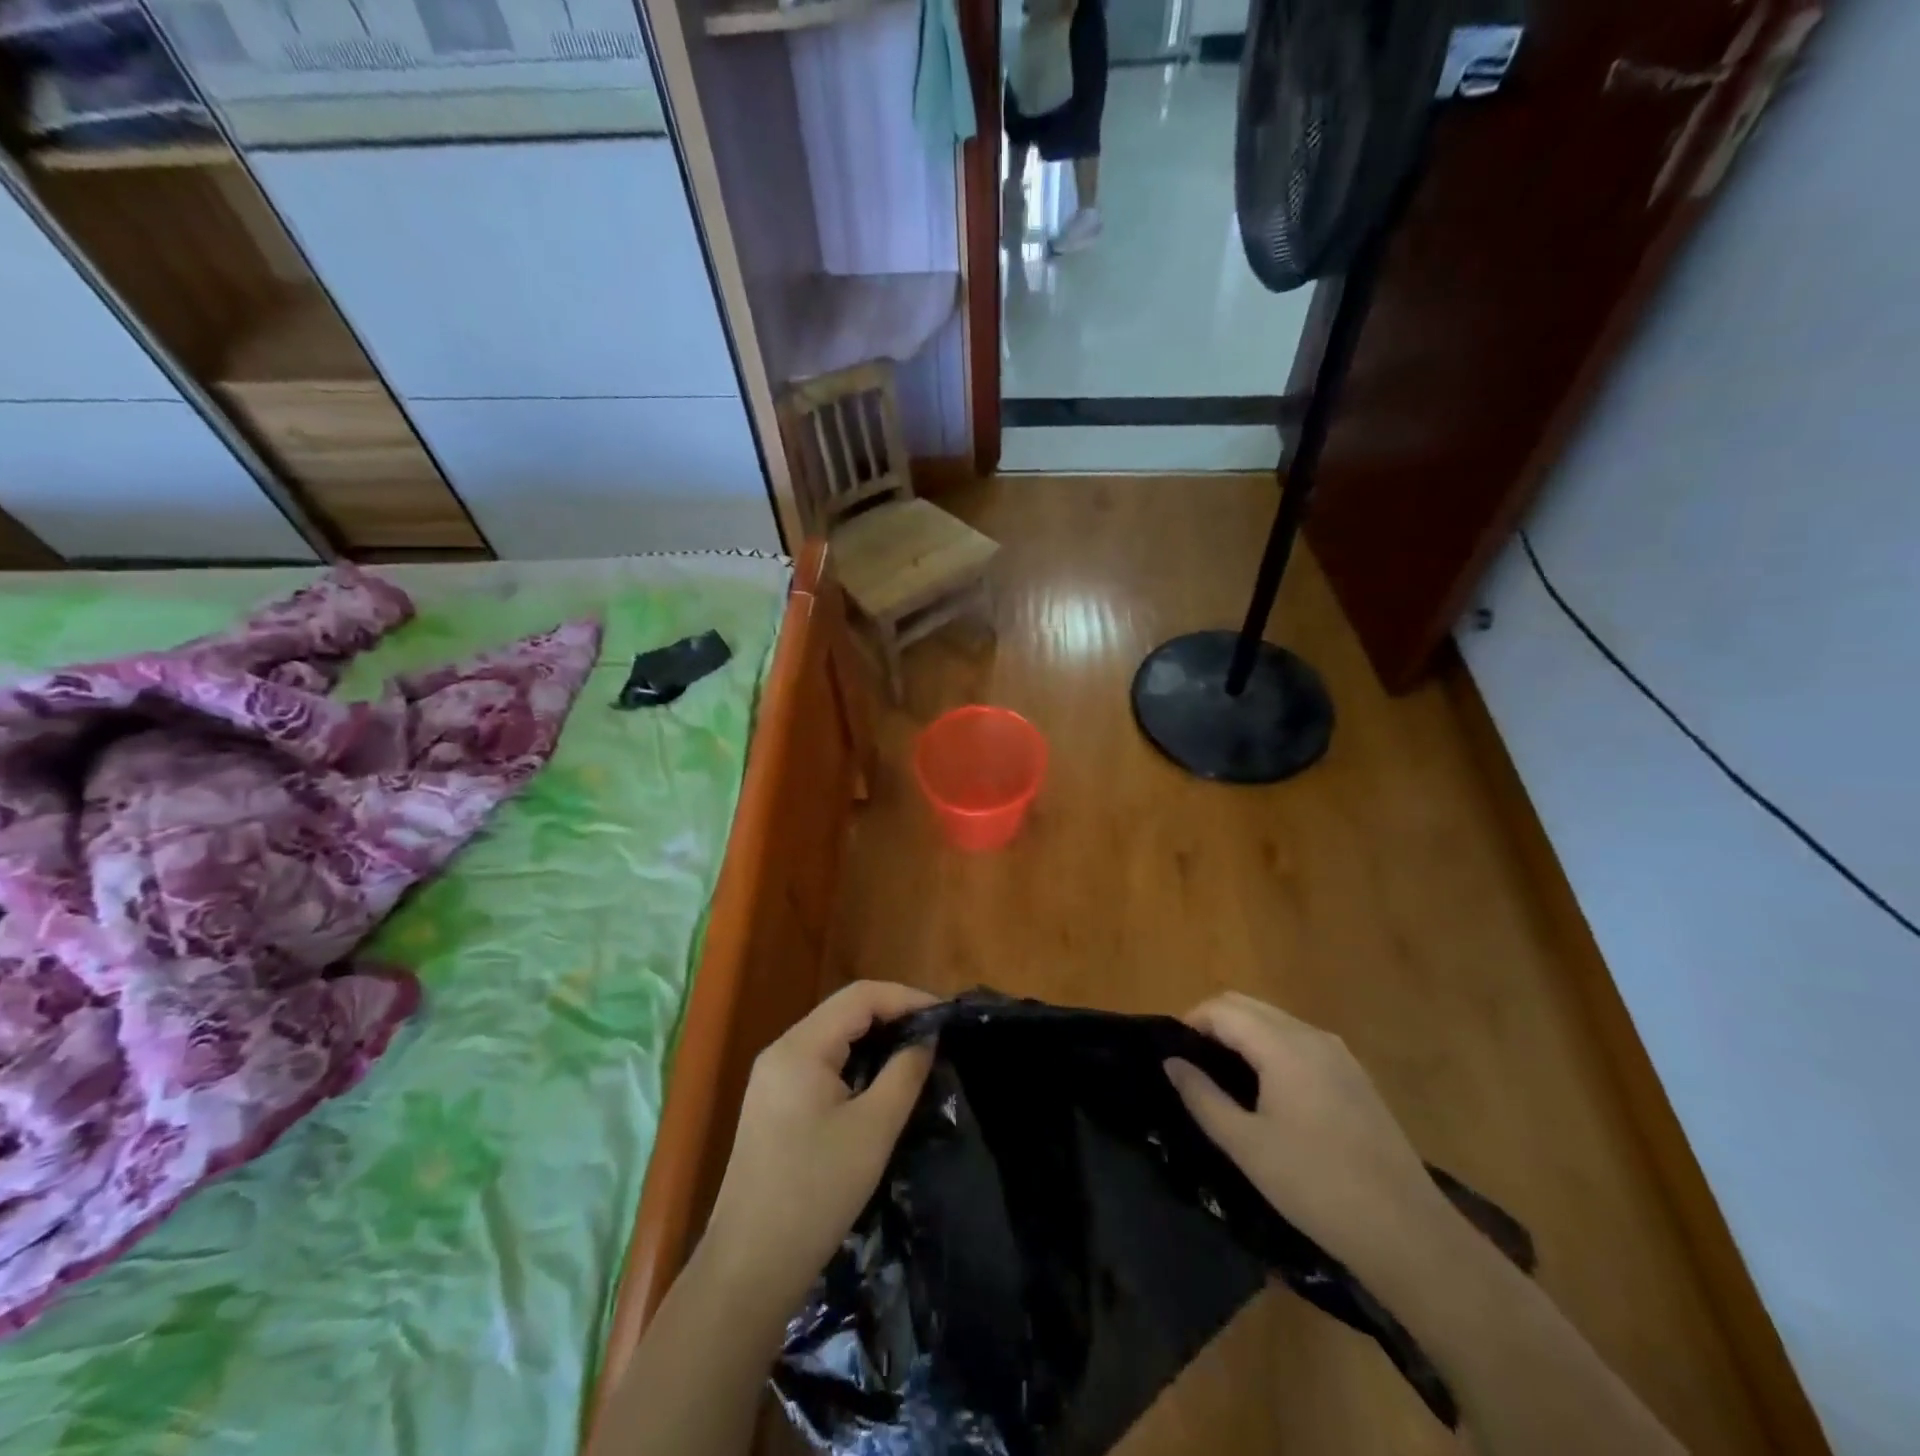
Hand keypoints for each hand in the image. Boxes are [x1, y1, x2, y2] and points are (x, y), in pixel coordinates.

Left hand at [704, 981, 936, 1308]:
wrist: (749, 1268)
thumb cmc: (815, 1194)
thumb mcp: (873, 1130)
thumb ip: (904, 1074)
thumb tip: (926, 1039)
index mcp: (800, 1048)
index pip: (860, 996)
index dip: (905, 997)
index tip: (944, 1016)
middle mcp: (781, 1051)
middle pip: (843, 1011)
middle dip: (892, 1015)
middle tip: (935, 1034)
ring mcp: (772, 1078)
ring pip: (832, 1037)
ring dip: (874, 1038)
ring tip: (915, 1053)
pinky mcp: (773, 1104)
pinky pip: (820, 1063)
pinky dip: (854, 1061)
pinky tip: (878, 1081)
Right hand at [1165, 992, 1450, 1280]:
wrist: (1407, 1231)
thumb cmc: (1315, 1185)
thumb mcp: (1246, 1146)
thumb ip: (1202, 1097)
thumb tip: (1172, 1062)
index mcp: (1283, 1046)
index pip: (1223, 1009)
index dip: (1191, 1021)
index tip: (1173, 1052)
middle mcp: (1311, 1036)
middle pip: (1248, 1005)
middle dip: (1214, 1022)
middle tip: (1193, 1062)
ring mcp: (1339, 1053)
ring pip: (1275, 1020)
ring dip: (1243, 1032)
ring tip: (1224, 1075)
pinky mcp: (1355, 1075)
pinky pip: (1300, 1040)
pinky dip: (1271, 1046)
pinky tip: (1267, 1088)